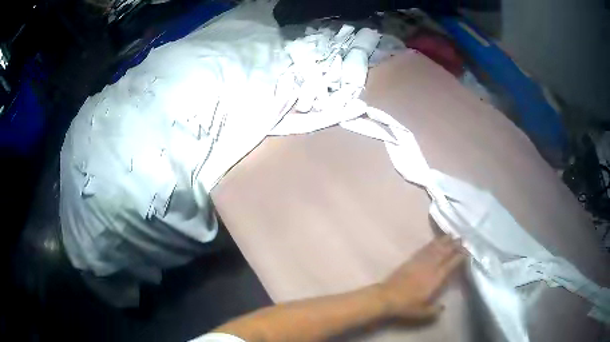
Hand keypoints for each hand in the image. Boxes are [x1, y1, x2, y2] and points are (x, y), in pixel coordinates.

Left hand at [377, 235, 464, 320]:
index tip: (467, 251)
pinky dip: (431, 243)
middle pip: (445, 252)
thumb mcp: (422, 312)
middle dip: (454, 245)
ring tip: (452, 234)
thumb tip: (443, 307)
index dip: (460, 257)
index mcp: (436, 279)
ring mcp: (420, 262)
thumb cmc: (406, 305)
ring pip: (435, 248)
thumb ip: (434, 310)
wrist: (387, 296)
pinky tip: (434, 241)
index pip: (451, 264)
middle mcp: (430, 267)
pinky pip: (424, 249)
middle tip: (462, 238)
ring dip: (444, 241)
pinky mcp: (411, 260)